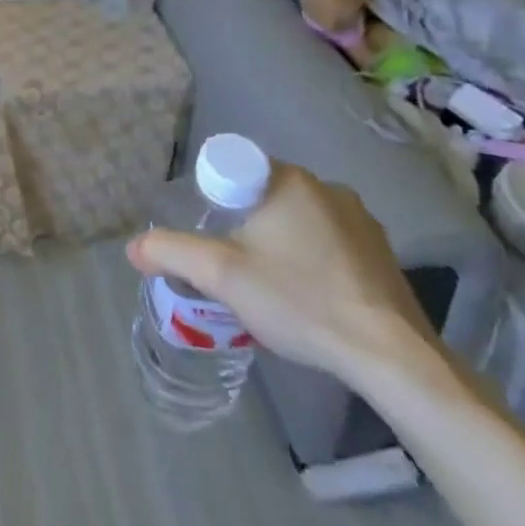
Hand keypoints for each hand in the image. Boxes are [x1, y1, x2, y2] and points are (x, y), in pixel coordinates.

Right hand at [126, 163, 440, 385]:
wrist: (390, 356)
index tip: (211, 232)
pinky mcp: (382, 254)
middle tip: (231, 262)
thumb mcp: (221, 275)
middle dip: (244, 223)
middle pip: (265, 195)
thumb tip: (134, 247)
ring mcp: (362, 221)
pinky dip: (312, 259)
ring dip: (280, 241)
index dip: (213, 196)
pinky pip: (330, 243)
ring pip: (299, 219)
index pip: (235, 169)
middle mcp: (328, 188)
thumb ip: (172, 253)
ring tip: (268, 284)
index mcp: (289, 180)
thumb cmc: (299, 300)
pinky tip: (308, 296)